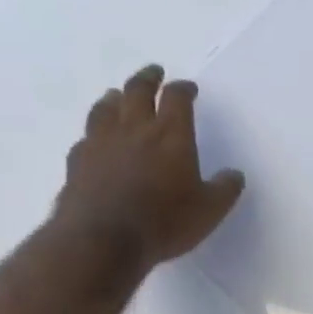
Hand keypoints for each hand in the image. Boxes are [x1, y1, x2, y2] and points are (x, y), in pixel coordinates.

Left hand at [55, 65, 244, 270]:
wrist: (104, 240)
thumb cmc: (164, 222)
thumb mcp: (209, 211)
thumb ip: (224, 190)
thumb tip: (235, 174)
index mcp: (171, 134)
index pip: (177, 98)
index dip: (184, 89)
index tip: (188, 88)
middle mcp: (134, 128)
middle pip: (138, 90)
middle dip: (148, 78)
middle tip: (153, 73)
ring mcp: (101, 142)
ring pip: (106, 107)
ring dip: (115, 98)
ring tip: (118, 96)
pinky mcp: (77, 161)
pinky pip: (86, 138)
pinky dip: (94, 133)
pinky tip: (95, 140)